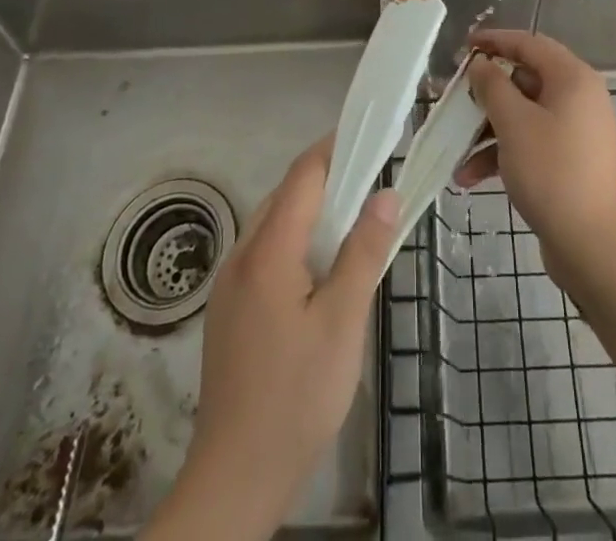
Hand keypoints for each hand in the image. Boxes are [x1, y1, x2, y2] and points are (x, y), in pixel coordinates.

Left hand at [144, 136, 397, 540]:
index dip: (335, 148)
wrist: (235, 477)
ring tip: (354, 223)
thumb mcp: (343, 323)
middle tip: (373, 183)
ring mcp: (230, 283)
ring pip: (274, 224)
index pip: (303, 175)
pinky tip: (320, 270)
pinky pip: (265, 252)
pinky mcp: (229, 308)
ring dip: (312, 212)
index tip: (370, 136)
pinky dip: (296, 241)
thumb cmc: (296, 397)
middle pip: (286, 195)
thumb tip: (386, 193)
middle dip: (328, 179)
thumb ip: (364, 252)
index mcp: (268, 251)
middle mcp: (241, 255)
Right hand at [458, 30, 615, 285]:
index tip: (463, 47)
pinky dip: (503, 154)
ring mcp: (576, 131)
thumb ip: (492, 86)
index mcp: (573, 78)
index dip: (494, 41)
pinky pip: (532, 142)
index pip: (529, 44)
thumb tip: (481, 63)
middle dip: (485, 96)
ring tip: (456, 153)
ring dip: (488, 132)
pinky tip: (471, 178)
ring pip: (524, 116)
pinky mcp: (570, 160)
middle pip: (524, 81)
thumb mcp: (514, 123)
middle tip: (454, 102)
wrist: (592, 246)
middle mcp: (579, 98)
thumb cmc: (551, 172)